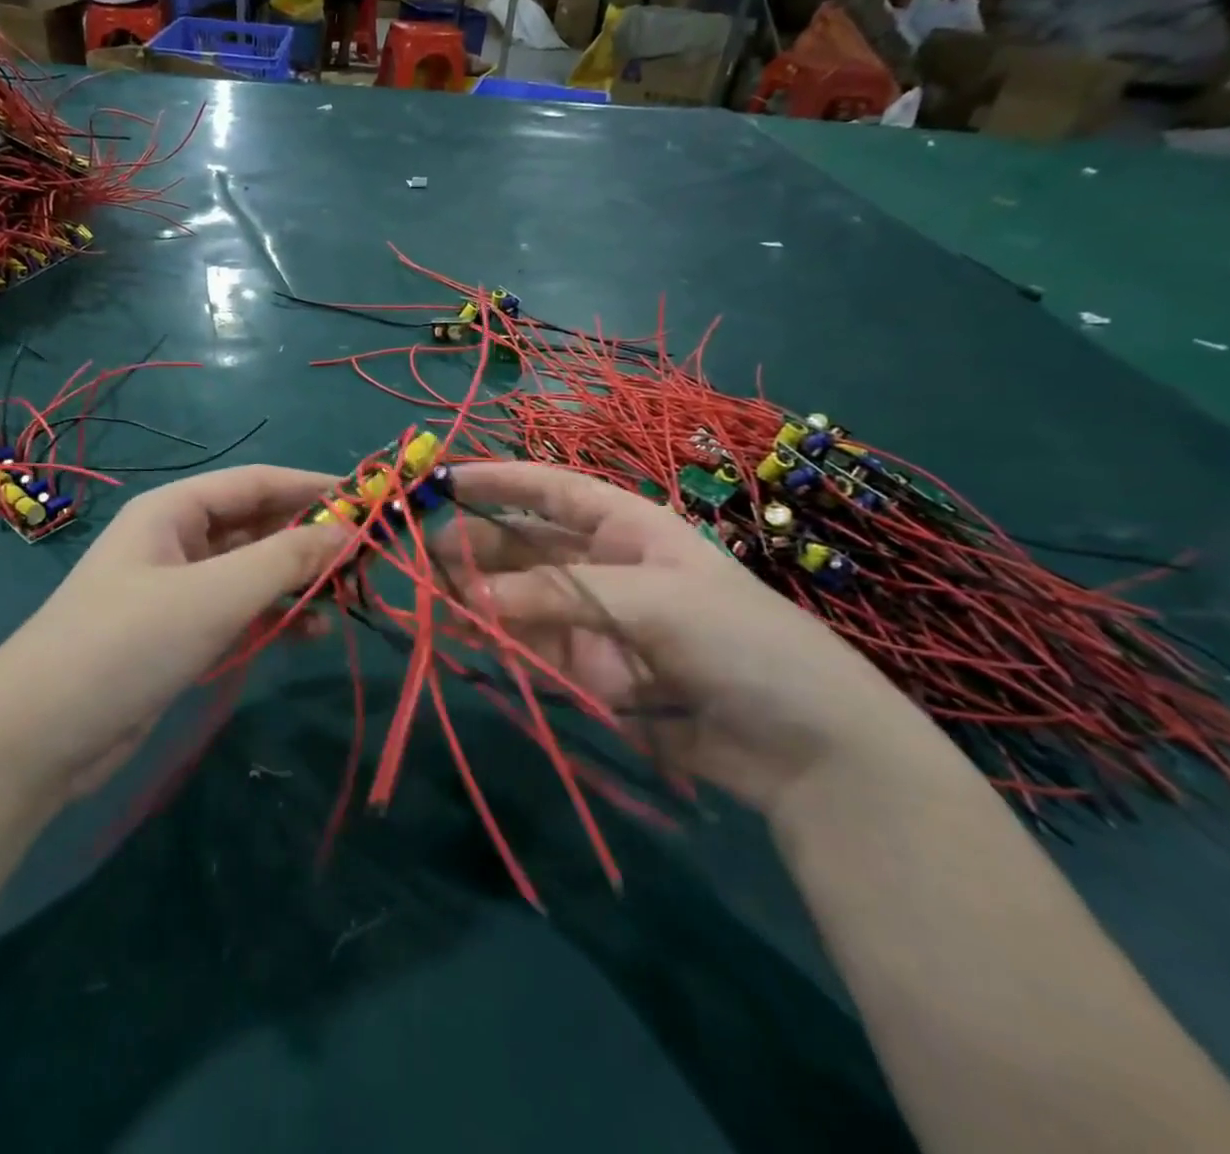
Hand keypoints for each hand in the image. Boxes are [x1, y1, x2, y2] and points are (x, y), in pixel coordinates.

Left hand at [0, 465, 347, 800]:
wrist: (38, 737)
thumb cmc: (126, 643)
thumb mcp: (213, 595)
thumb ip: (284, 559)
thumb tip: (349, 530)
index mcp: (175, 510)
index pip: (257, 482)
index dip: (312, 487)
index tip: (368, 500)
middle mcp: (178, 541)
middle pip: (257, 525)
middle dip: (310, 537)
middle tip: (369, 557)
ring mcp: (178, 591)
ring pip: (252, 571)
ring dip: (298, 579)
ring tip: (350, 595)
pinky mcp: (180, 635)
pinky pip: (240, 612)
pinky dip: (275, 616)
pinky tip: (311, 631)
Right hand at [440, 461, 939, 812]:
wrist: (807, 750)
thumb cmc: (740, 642)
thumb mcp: (651, 603)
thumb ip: (556, 596)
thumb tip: (466, 600)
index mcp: (628, 528)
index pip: (551, 490)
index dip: (498, 480)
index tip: (442, 479)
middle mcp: (603, 566)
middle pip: (524, 545)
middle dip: (475, 545)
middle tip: (422, 555)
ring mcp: (593, 620)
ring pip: (518, 597)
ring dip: (476, 594)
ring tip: (429, 597)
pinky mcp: (588, 672)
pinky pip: (530, 647)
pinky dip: (496, 641)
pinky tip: (462, 636)